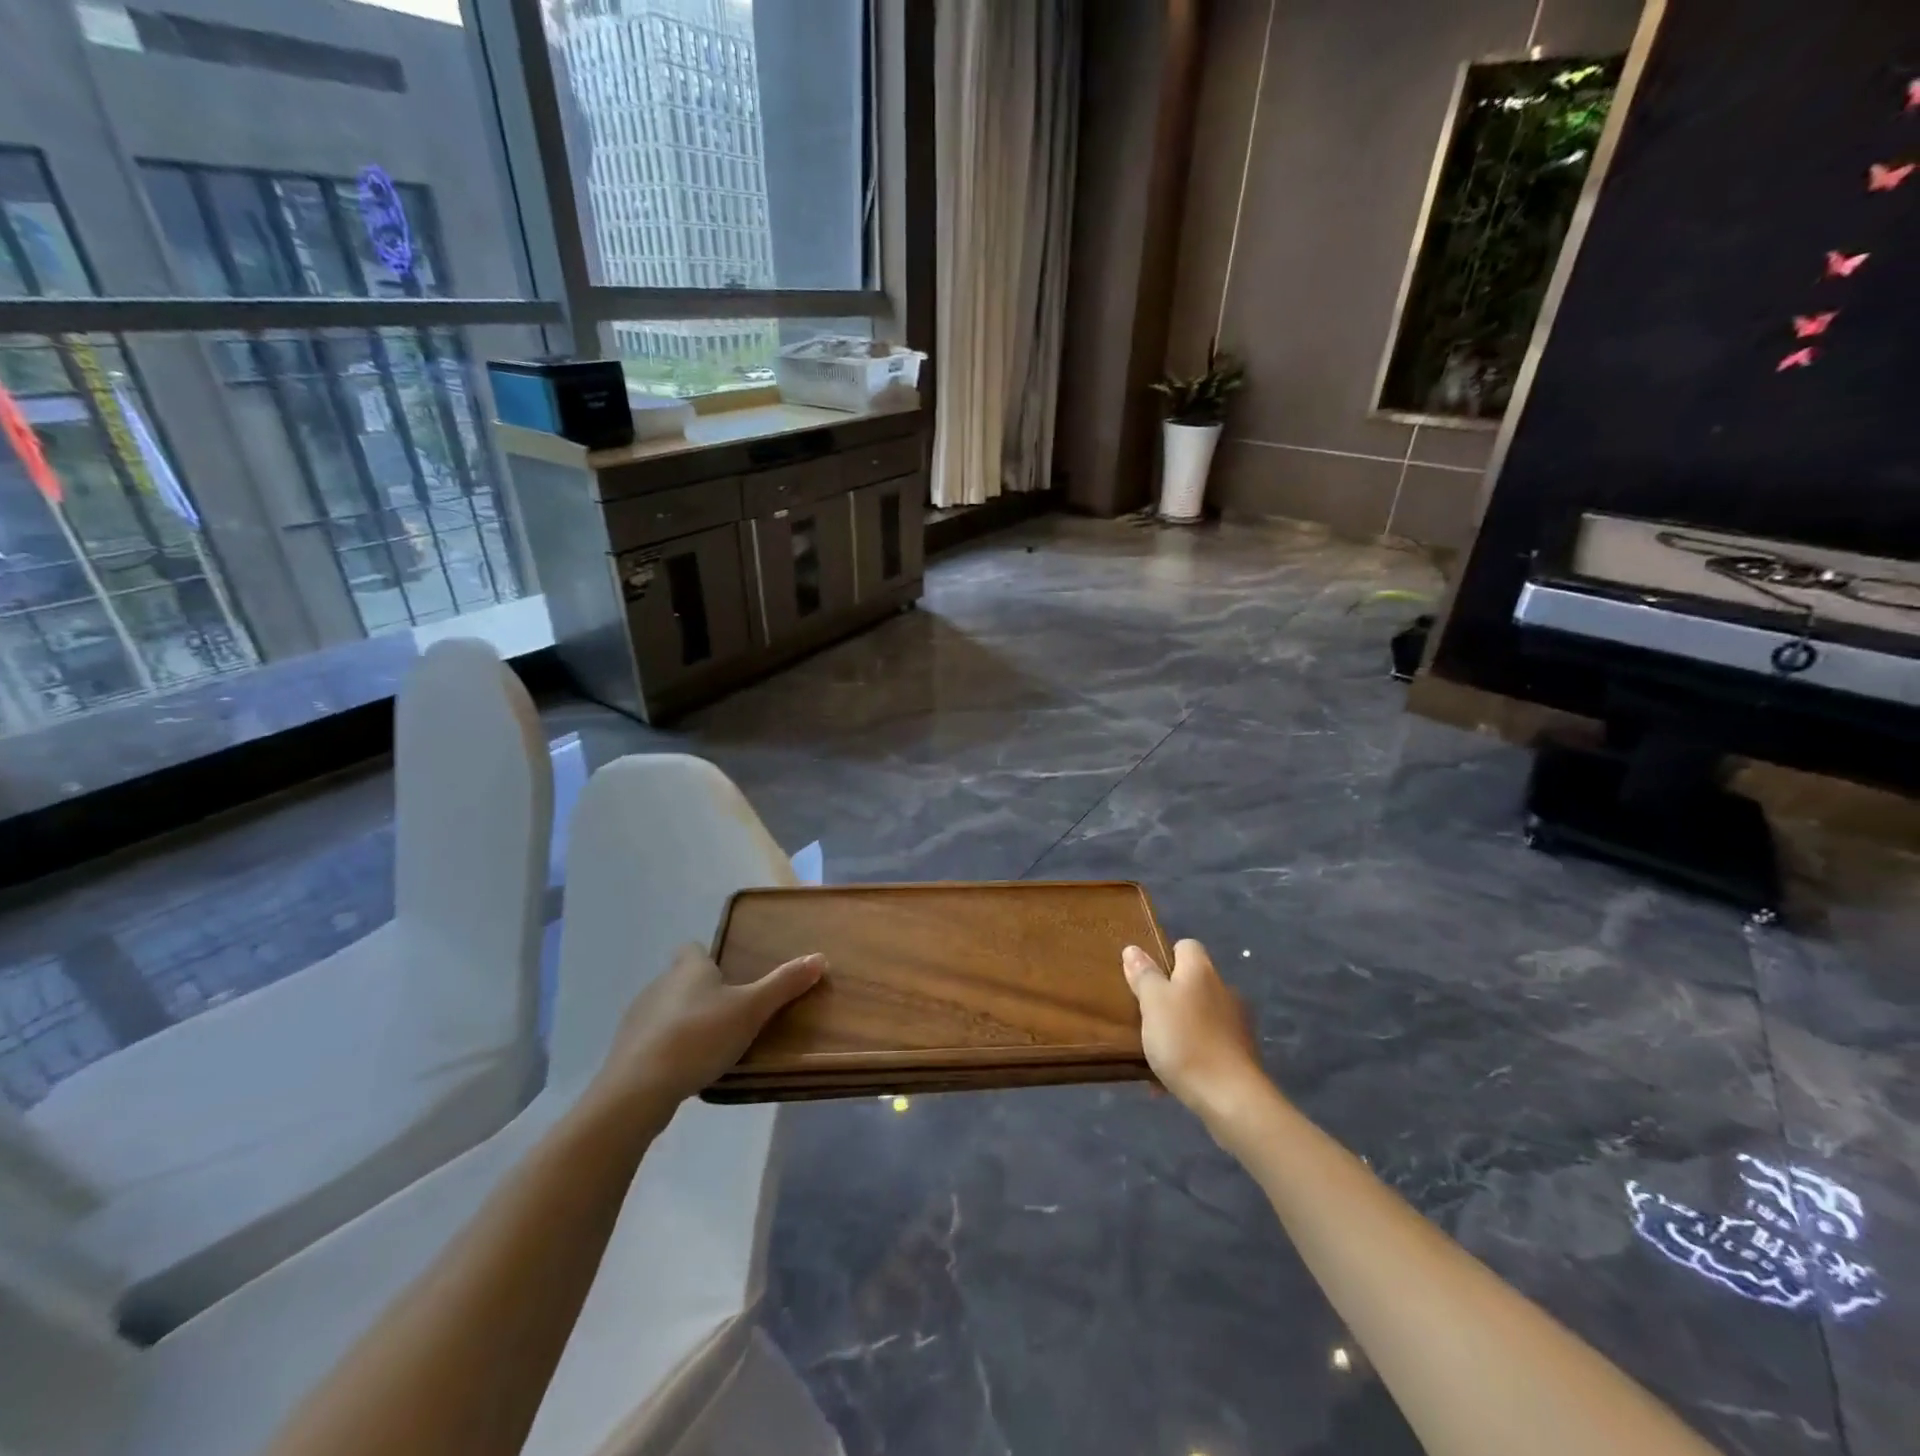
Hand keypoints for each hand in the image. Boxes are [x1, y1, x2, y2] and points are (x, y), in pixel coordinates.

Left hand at [588, 943, 824, 1120]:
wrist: (638, 1089)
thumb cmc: (700, 1036)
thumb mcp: (751, 1010)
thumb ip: (784, 984)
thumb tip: (819, 957)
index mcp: (689, 969)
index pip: (693, 948)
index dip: (707, 957)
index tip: (726, 974)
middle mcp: (659, 985)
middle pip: (680, 979)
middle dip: (701, 992)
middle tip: (730, 1013)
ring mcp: (637, 1018)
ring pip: (665, 1010)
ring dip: (683, 1021)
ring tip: (709, 1045)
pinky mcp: (626, 1051)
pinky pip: (652, 1041)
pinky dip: (667, 1048)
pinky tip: (684, 1069)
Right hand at [1122, 940, 1267, 1128]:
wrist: (1230, 1097)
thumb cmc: (1184, 1040)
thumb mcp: (1152, 1003)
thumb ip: (1143, 975)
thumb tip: (1134, 950)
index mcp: (1201, 971)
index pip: (1186, 946)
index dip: (1165, 957)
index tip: (1146, 978)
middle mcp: (1223, 990)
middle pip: (1193, 983)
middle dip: (1170, 998)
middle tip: (1144, 1016)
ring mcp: (1236, 1023)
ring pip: (1199, 1017)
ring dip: (1179, 1029)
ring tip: (1155, 1052)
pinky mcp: (1241, 1054)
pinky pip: (1208, 1046)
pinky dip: (1190, 1056)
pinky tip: (1169, 1080)